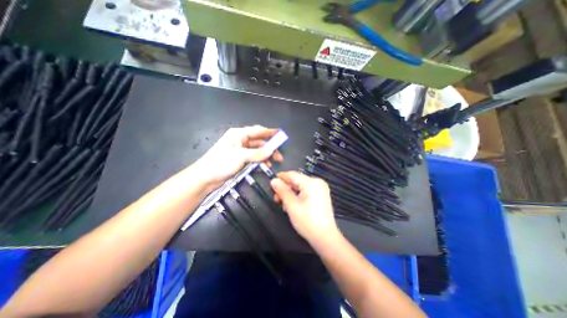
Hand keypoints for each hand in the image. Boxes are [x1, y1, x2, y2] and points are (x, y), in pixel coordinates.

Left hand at [194, 125, 282, 190]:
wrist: (205, 178)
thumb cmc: (220, 163)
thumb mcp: (240, 156)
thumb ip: (257, 153)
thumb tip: (271, 151)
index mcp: (238, 134)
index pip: (258, 130)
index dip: (270, 132)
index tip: (281, 135)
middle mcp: (240, 140)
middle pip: (259, 141)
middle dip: (270, 147)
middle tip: (279, 156)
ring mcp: (240, 150)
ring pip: (257, 150)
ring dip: (265, 155)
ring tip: (273, 162)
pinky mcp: (240, 159)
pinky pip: (253, 157)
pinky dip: (260, 160)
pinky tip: (265, 165)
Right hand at [268, 171, 337, 243]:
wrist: (324, 237)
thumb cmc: (307, 221)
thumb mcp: (291, 205)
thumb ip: (282, 191)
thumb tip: (274, 180)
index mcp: (312, 182)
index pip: (293, 175)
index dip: (281, 177)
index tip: (271, 182)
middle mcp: (317, 183)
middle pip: (296, 181)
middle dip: (285, 188)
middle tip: (276, 198)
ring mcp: (320, 189)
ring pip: (300, 186)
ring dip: (290, 193)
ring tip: (282, 203)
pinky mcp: (320, 196)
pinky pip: (305, 191)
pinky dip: (297, 196)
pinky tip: (291, 204)